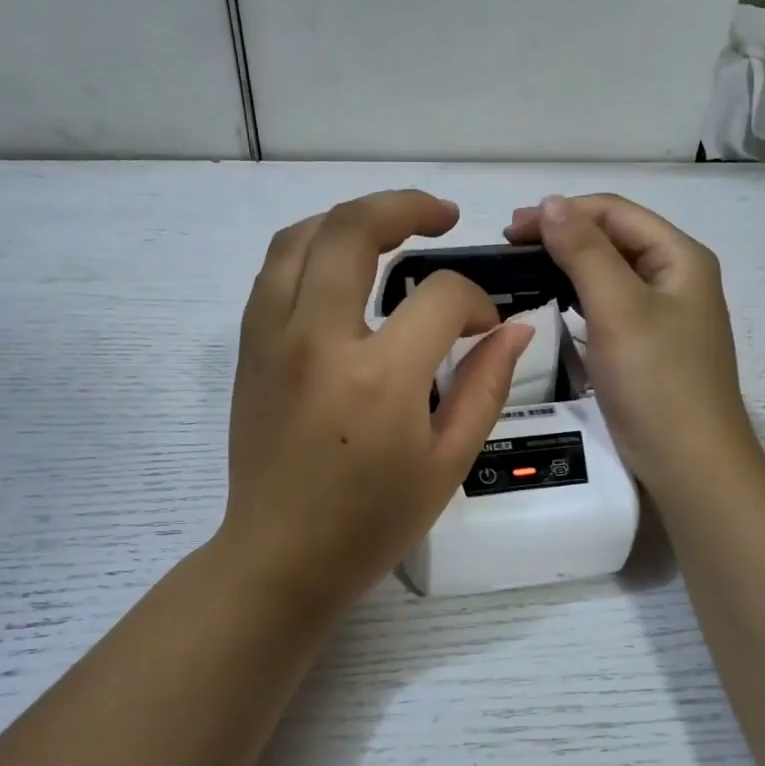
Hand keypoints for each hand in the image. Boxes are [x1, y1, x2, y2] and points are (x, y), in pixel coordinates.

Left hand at [221, 190, 533, 618]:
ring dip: (349, 218)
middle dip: (405, 207)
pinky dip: (312, 249)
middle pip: (353, 230)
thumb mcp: (448, 462)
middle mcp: (317, 339)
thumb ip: (486, 386)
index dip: (474, 301)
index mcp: (379, 376)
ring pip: (301, 238)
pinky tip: (341, 266)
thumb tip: (515, 327)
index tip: (484, 326)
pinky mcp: (250, 349)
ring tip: (388, 226)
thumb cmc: (372, 521)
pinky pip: (275, 271)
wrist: (281, 557)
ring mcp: (273, 339)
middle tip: (441, 214)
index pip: (439, 297)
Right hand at [505, 194, 755, 498]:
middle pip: (614, 239)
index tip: (511, 229)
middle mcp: (676, 278)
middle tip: (509, 248)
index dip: (563, 212)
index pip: (615, 213)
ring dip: (568, 266)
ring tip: (523, 271)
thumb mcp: (619, 309)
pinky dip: (578, 299)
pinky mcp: (648, 347)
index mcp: (680, 258)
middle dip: (562, 236)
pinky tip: (553, 305)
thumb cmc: (657, 381)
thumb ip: (585, 252)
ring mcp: (664, 315)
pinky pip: (609, 307)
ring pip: (610, 273)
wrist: (690, 464)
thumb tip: (551, 203)